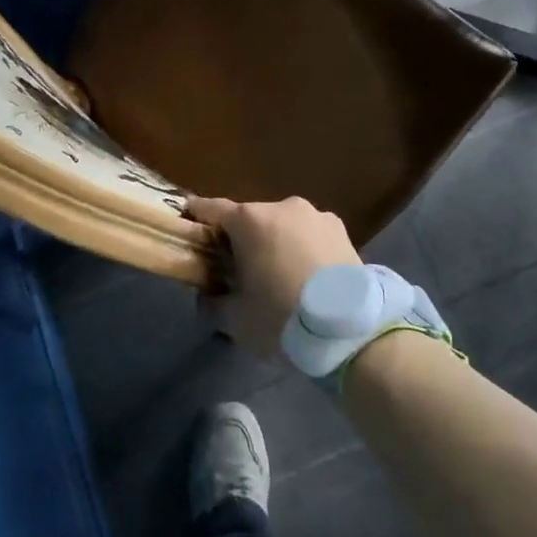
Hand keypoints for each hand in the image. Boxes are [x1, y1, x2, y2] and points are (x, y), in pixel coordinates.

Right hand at [183, 196, 360, 357]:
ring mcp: (315, 215)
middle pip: (250, 219)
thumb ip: (212, 303)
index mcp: (249, 220)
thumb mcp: (236, 319)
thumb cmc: (281, 318)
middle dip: (241, 239)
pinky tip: (308, 277)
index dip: (196, 216)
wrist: (349, 329)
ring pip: (283, 225)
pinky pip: (310, 235)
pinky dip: (303, 248)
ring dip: (275, 243)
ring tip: (280, 276)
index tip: (187, 224)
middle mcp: (282, 206)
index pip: (210, 208)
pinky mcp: (341, 229)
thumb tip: (206, 297)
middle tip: (239, 269)